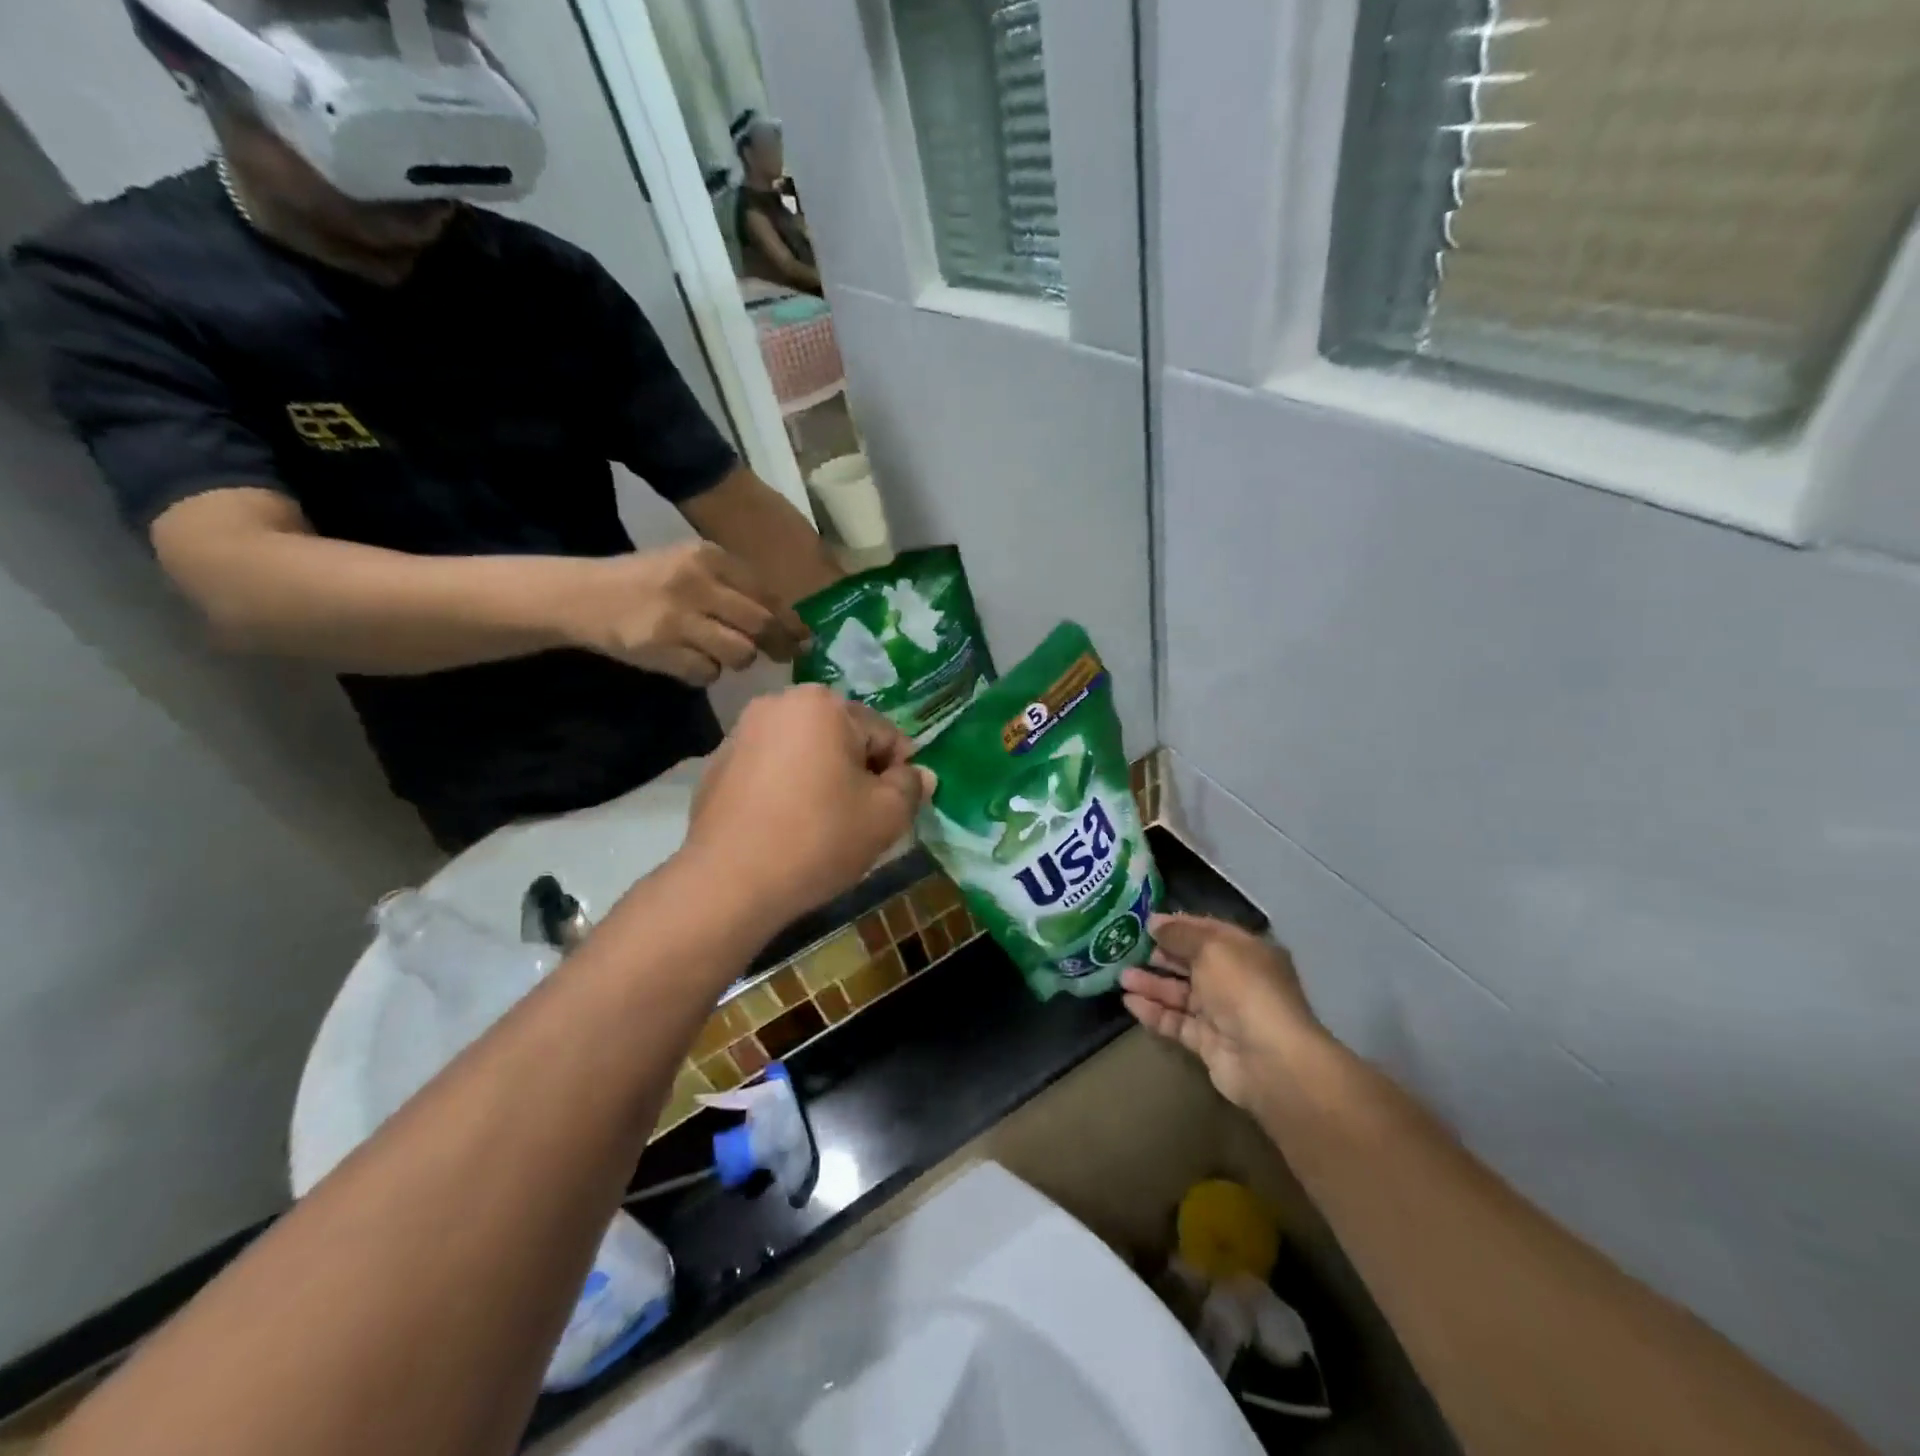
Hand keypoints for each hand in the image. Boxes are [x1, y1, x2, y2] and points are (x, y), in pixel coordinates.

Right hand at [562, 543, 808, 684]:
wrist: (584, 595)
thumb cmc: (648, 582)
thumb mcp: (691, 567)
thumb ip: (734, 587)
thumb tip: (786, 621)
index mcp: (708, 557)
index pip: (766, 593)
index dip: (791, 619)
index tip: (805, 636)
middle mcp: (696, 582)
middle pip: (761, 624)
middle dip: (779, 644)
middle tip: (787, 655)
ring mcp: (678, 617)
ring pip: (740, 653)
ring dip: (738, 659)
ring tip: (721, 653)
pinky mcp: (661, 648)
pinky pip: (707, 672)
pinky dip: (705, 672)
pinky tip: (689, 660)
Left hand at [683, 686, 933, 919]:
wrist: (729, 882)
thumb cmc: (818, 838)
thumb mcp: (886, 816)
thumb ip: (911, 787)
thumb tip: (921, 774)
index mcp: (822, 704)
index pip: (883, 733)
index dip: (899, 772)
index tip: (896, 809)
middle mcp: (778, 703)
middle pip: (842, 738)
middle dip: (858, 772)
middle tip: (861, 819)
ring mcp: (741, 733)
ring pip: (805, 753)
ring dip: (822, 779)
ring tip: (823, 826)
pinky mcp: (717, 766)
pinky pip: (770, 770)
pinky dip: (786, 789)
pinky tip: (786, 827)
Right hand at [1121, 915, 1323, 1110]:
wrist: (1268, 1060)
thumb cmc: (1244, 989)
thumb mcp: (1211, 948)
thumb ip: (1180, 934)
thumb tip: (1154, 923)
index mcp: (1247, 951)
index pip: (1208, 931)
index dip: (1178, 926)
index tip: (1145, 923)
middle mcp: (1237, 980)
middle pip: (1193, 963)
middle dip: (1161, 955)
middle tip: (1127, 949)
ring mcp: (1223, 1013)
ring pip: (1181, 994)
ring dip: (1152, 984)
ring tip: (1121, 977)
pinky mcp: (1208, 1042)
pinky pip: (1177, 1022)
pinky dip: (1154, 1012)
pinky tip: (1129, 1002)